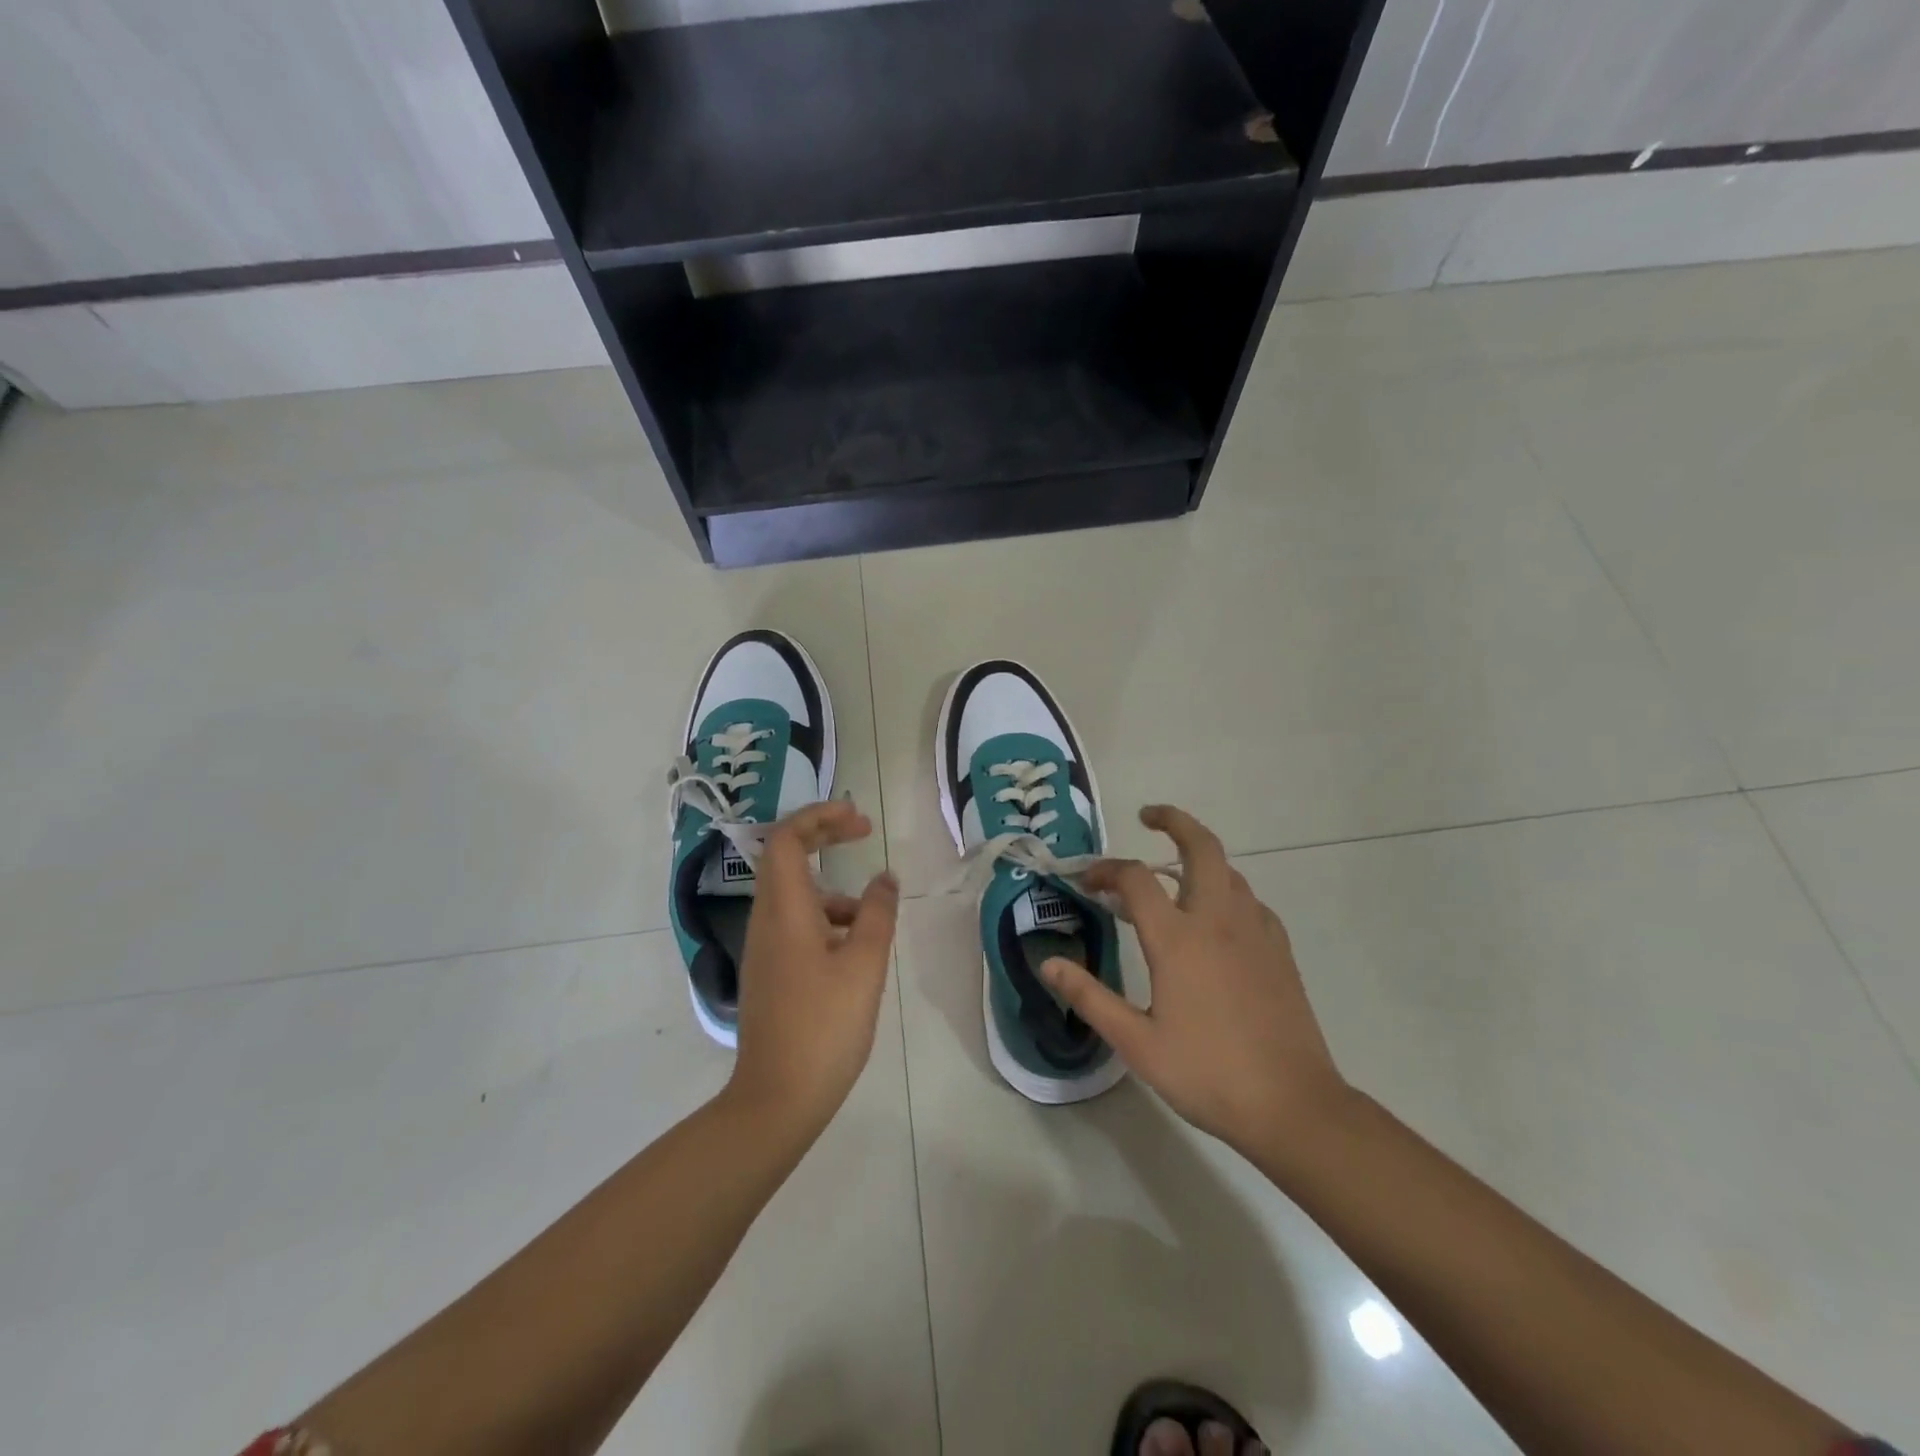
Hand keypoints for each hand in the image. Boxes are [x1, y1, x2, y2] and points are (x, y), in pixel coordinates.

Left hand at [725, 801, 899, 1134]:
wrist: (778, 1098)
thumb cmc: (824, 1025)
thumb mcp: (864, 964)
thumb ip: (876, 913)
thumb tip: (885, 878)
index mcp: (784, 910)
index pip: (787, 839)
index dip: (818, 816)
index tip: (856, 815)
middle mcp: (766, 920)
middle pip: (786, 858)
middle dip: (823, 836)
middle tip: (862, 830)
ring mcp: (765, 948)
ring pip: (794, 895)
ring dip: (831, 886)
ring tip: (872, 911)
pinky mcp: (771, 972)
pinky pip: (796, 924)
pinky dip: (826, 918)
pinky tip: (856, 948)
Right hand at [1042, 805, 1347, 1156]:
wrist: (1293, 1106)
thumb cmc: (1208, 1073)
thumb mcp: (1136, 1042)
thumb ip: (1089, 996)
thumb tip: (1048, 963)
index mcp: (1178, 939)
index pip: (1136, 878)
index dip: (1106, 869)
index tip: (1087, 880)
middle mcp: (1218, 920)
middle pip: (1201, 847)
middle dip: (1174, 821)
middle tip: (1149, 817)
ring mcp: (1255, 932)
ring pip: (1228, 871)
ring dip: (1198, 857)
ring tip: (1172, 873)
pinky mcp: (1280, 950)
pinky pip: (1249, 900)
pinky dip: (1226, 890)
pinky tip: (1215, 918)